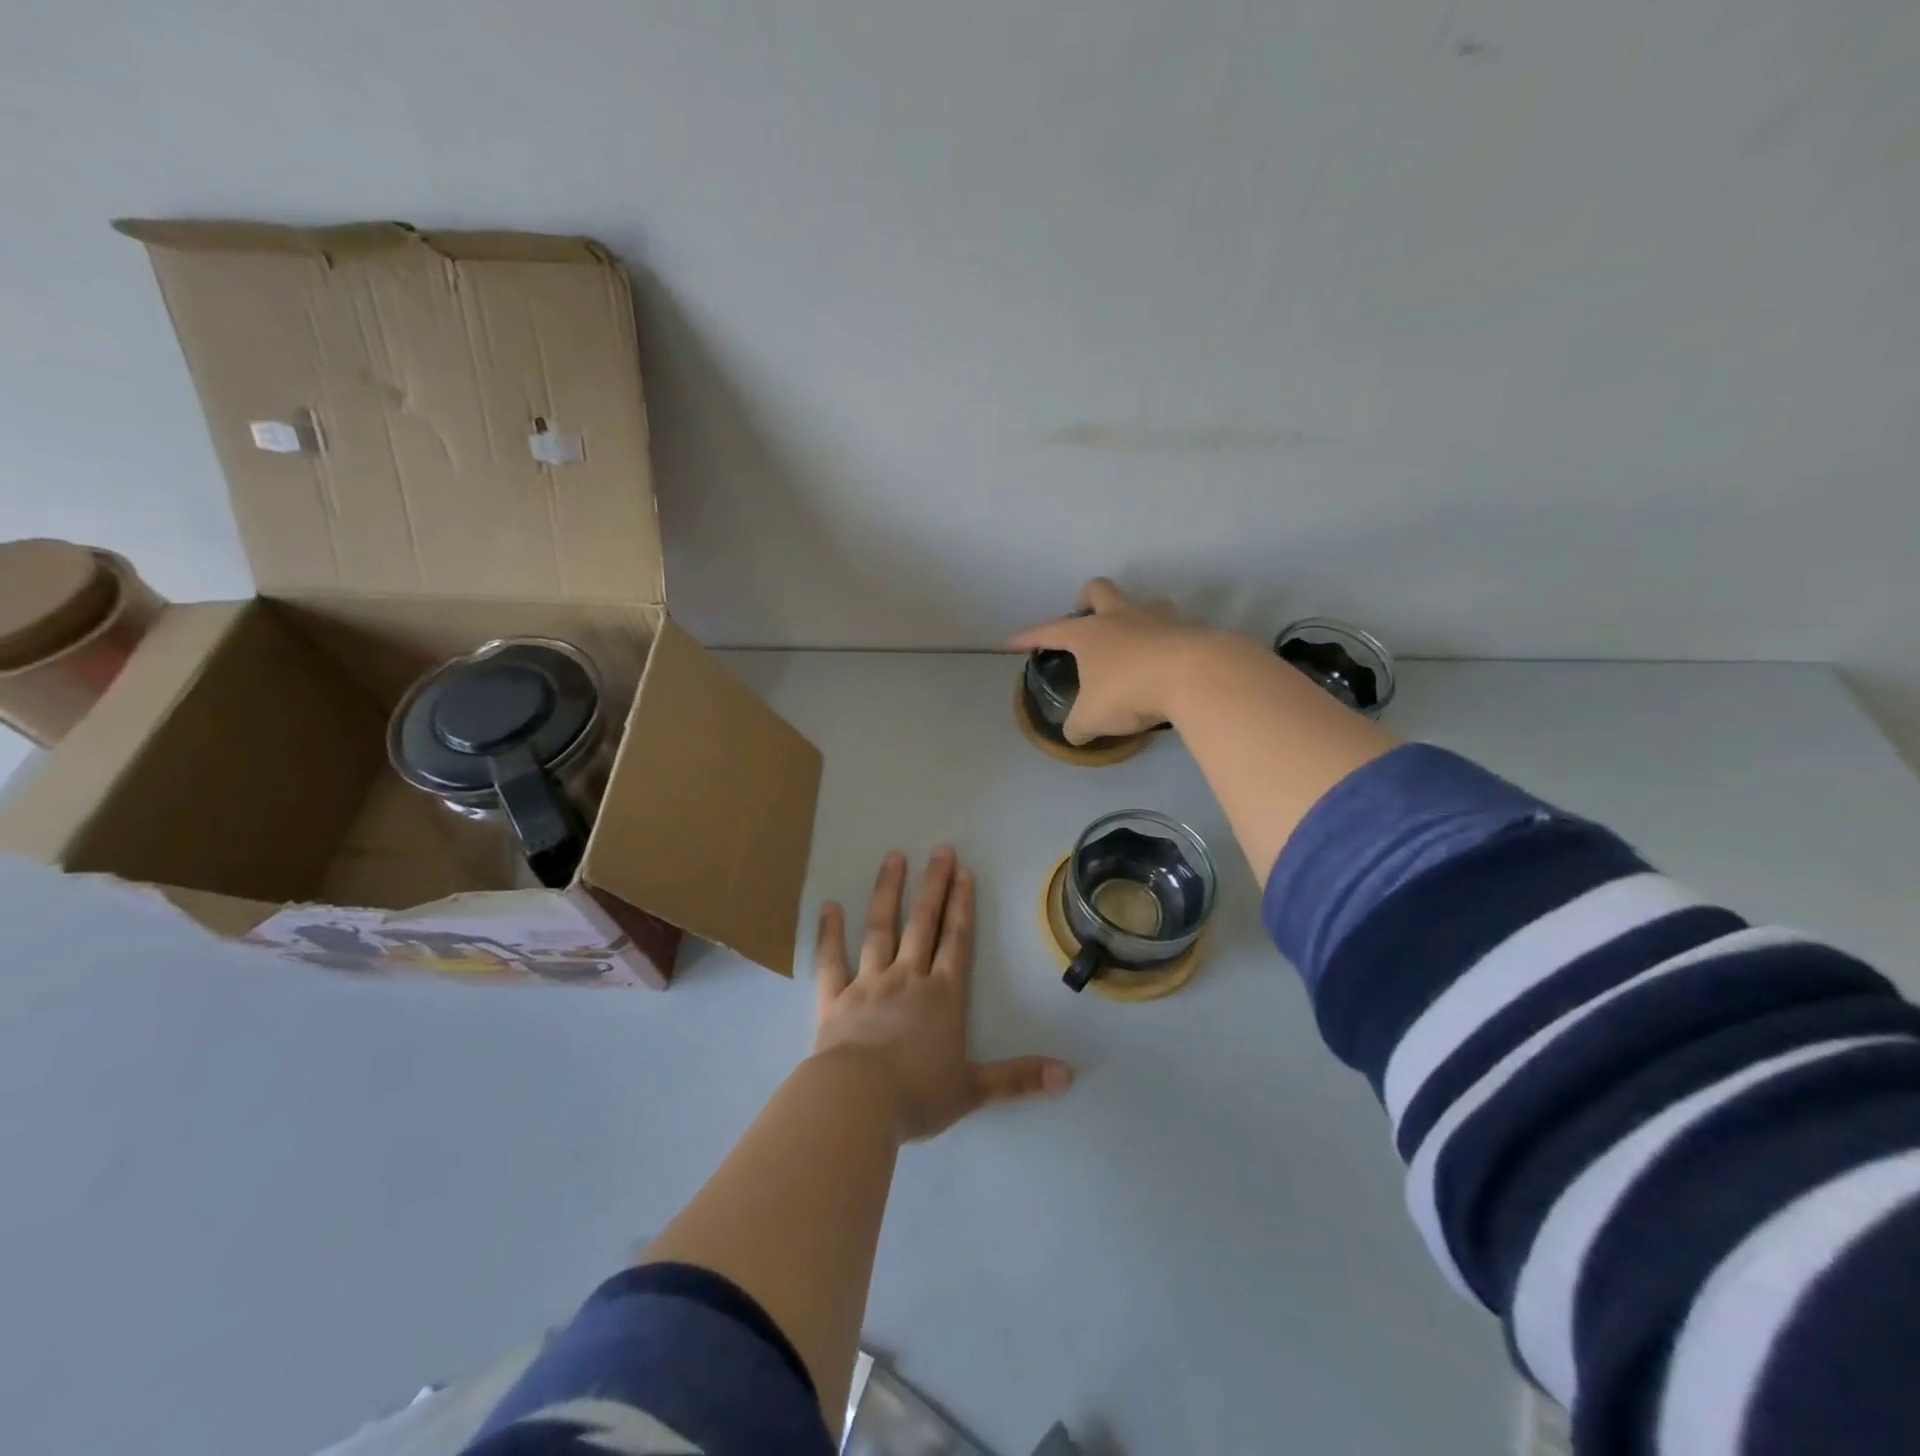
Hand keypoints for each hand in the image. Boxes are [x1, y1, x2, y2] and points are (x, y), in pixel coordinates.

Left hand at [813, 847, 1072, 1141]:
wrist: (856, 1102)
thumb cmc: (917, 1095)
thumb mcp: (973, 1090)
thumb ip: (1018, 1079)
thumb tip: (1069, 1075)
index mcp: (942, 996)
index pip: (956, 940)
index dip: (962, 905)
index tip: (963, 871)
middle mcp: (907, 978)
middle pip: (923, 923)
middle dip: (933, 885)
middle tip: (939, 851)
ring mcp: (867, 983)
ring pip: (879, 928)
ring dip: (888, 892)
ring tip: (894, 857)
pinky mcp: (834, 998)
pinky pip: (830, 959)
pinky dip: (829, 932)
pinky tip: (829, 905)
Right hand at [1008, 578, 1212, 743]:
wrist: (1194, 676)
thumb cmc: (1129, 691)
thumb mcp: (1093, 718)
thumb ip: (1079, 725)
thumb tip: (1074, 734)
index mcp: (1089, 634)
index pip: (1049, 630)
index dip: (1028, 636)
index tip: (1012, 641)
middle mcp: (1120, 618)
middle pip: (1098, 590)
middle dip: (1087, 599)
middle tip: (1086, 619)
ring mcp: (1157, 620)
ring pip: (1144, 604)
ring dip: (1136, 616)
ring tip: (1135, 642)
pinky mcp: (1189, 631)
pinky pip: (1175, 630)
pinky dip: (1168, 644)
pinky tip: (1169, 665)